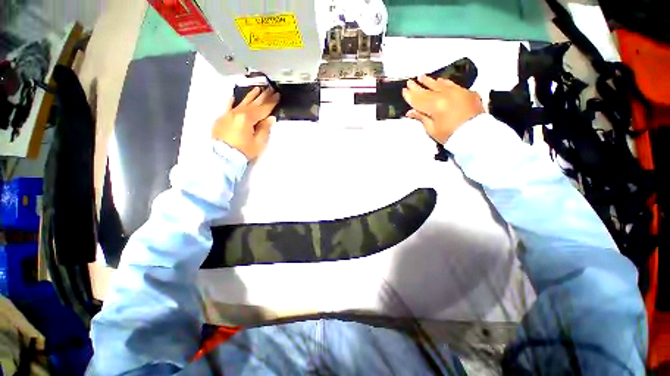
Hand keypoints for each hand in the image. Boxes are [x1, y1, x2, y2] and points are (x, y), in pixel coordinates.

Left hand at [212, 87, 279, 159]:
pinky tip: (234, 96)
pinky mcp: (222, 119)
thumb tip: (270, 118)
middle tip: (270, 88)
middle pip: (253, 103)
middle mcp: (238, 113)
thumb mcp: (258, 143)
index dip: (271, 102)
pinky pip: (227, 107)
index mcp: (248, 119)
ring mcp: (228, 114)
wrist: (223, 157)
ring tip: (257, 88)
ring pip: (242, 102)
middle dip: (263, 96)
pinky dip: (231, 101)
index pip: (263, 109)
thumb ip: (264, 129)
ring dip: (250, 95)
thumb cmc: (243, 151)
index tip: (277, 95)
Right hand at [402, 75, 484, 143]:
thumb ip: (421, 118)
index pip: (419, 99)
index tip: (404, 90)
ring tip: (422, 76)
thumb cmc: (450, 135)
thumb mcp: (432, 129)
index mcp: (435, 105)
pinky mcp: (466, 92)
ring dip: (430, 81)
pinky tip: (439, 80)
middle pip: (428, 90)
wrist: (476, 135)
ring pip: (440, 84)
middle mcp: (445, 95)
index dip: (410, 95)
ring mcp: (457, 91)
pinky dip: (443, 82)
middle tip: (409, 81)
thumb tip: (410, 111)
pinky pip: (452, 84)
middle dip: (417, 86)